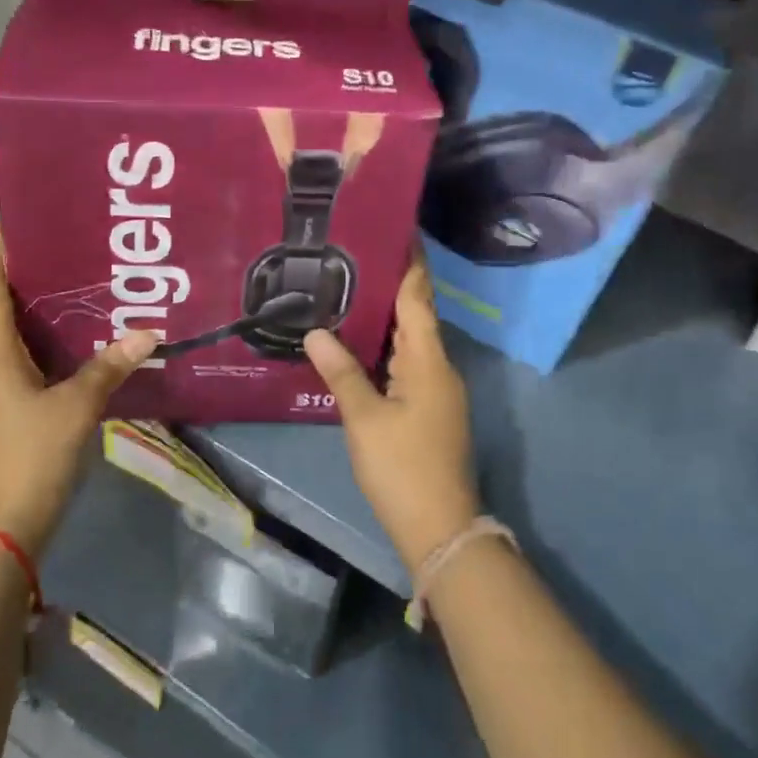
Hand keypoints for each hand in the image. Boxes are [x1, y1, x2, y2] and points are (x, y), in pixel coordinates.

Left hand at [0, 233, 156, 553]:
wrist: (1, 529)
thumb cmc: (31, 456)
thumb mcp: (76, 407)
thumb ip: (110, 367)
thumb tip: (148, 333)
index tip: (15, 221)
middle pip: (1, 308)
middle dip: (28, 277)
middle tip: (67, 249)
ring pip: (14, 337)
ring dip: (39, 312)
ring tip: (79, 288)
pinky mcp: (5, 413)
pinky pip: (23, 363)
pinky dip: (45, 345)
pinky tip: (77, 344)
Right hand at [304, 253, 478, 571]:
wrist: (440, 528)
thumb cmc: (402, 467)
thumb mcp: (365, 418)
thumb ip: (341, 371)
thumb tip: (316, 331)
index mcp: (428, 360)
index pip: (418, 297)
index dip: (410, 262)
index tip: (399, 228)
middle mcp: (438, 367)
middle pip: (416, 314)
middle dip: (391, 283)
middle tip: (357, 253)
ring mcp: (437, 390)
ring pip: (410, 340)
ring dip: (387, 315)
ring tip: (351, 287)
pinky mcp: (430, 409)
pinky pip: (407, 362)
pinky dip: (387, 345)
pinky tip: (361, 342)